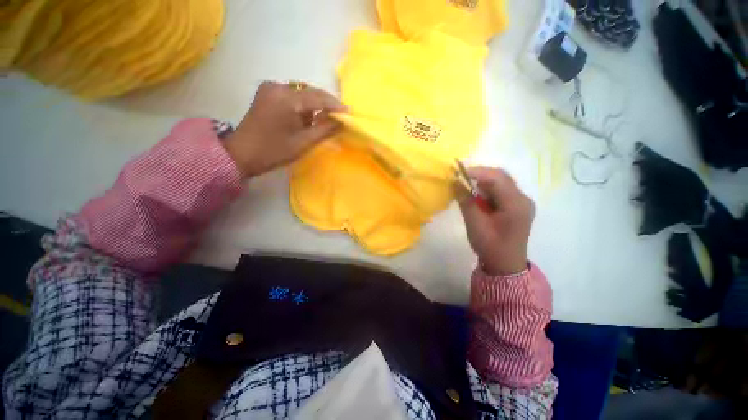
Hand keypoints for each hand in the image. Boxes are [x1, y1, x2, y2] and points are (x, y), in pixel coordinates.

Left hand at [224, 81, 345, 176]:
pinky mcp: (266, 93)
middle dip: (325, 103)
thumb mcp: (303, 143)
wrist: (242, 154)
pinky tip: (307, 116)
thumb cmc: (274, 151)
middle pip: (309, 91)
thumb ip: (324, 129)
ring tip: (324, 118)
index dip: (334, 105)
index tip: (348, 112)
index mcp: (286, 99)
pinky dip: (302, 104)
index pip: (317, 97)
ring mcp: (270, 88)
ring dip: (314, 104)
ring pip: (301, 92)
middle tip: (338, 116)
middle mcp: (277, 86)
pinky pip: (291, 95)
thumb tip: (341, 121)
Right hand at [458, 167, 534, 275]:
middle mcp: (523, 199)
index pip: (498, 179)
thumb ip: (466, 201)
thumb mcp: (475, 224)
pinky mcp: (516, 205)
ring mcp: (521, 202)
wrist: (505, 264)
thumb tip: (456, 182)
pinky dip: (486, 189)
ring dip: (482, 181)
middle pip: (501, 177)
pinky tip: (476, 195)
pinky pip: (500, 190)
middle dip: (479, 175)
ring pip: (500, 182)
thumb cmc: (490, 246)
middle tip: (460, 177)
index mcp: (516, 205)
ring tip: (465, 185)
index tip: (458, 172)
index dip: (478, 172)